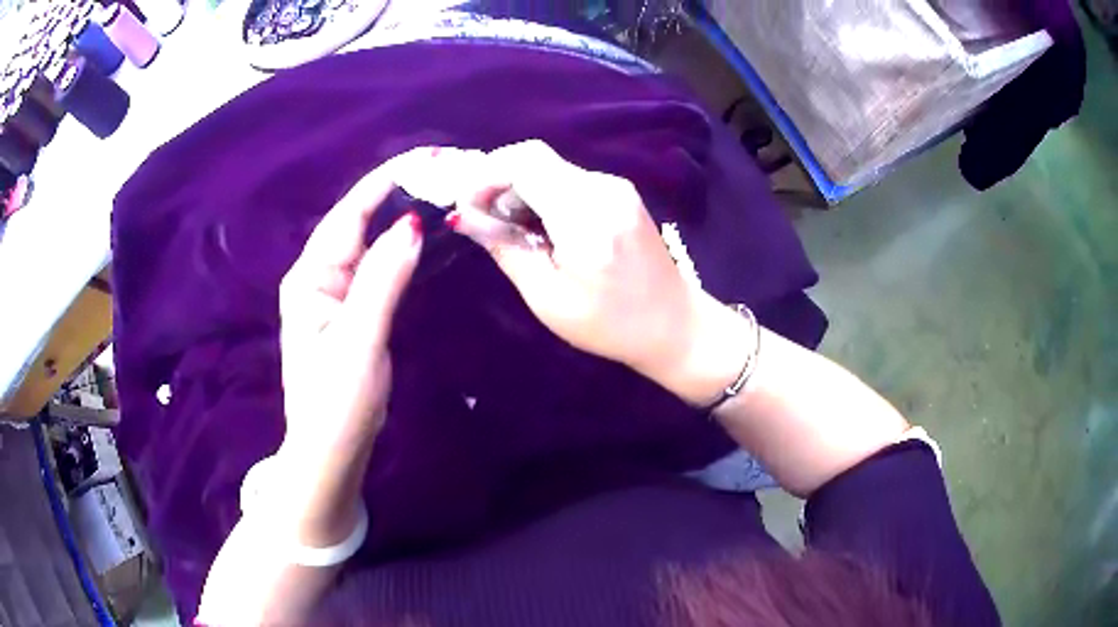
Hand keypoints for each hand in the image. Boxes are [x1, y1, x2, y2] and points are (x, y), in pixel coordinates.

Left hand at [277, 158, 421, 540]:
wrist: (330, 450)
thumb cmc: (337, 400)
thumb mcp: (360, 338)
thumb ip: (383, 279)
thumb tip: (411, 224)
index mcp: (310, 277)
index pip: (348, 214)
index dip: (384, 182)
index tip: (425, 158)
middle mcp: (319, 276)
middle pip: (359, 223)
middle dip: (397, 194)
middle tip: (443, 173)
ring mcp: (335, 294)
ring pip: (369, 244)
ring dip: (400, 218)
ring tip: (439, 194)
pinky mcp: (351, 311)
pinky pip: (376, 268)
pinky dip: (399, 249)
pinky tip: (422, 238)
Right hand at [450, 141, 749, 404]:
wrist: (675, 325)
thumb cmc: (610, 325)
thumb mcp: (548, 298)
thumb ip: (506, 249)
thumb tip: (466, 217)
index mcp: (585, 216)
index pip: (525, 162)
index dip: (486, 174)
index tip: (466, 206)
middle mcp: (603, 189)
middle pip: (535, 159)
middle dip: (499, 182)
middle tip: (484, 221)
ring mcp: (617, 187)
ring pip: (551, 168)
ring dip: (521, 190)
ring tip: (512, 231)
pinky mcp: (621, 194)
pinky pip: (570, 180)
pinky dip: (544, 195)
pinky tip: (542, 228)